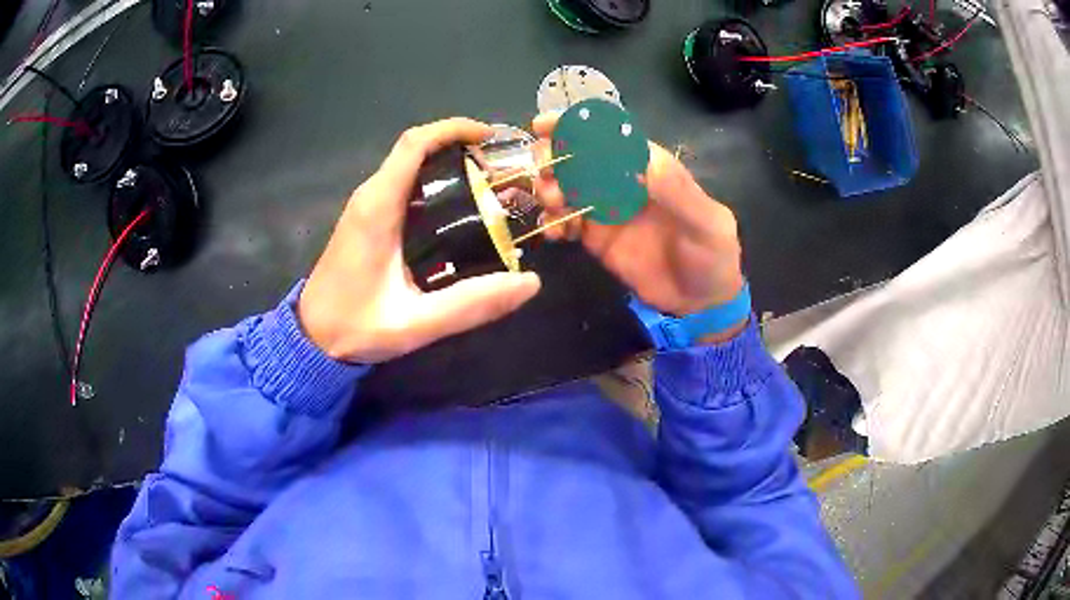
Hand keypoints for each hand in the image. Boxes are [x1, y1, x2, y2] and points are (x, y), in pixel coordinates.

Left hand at [298, 118, 541, 363]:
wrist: (311, 338)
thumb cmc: (355, 327)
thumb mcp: (416, 323)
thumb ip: (470, 305)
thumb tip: (529, 283)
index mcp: (378, 208)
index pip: (414, 144)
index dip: (454, 129)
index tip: (491, 138)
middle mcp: (370, 197)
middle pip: (417, 151)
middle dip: (461, 150)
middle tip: (502, 176)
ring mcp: (366, 208)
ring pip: (410, 168)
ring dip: (449, 168)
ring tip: (490, 192)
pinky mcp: (367, 221)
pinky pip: (404, 188)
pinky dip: (435, 187)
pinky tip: (459, 215)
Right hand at [530, 114, 744, 330]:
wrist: (700, 303)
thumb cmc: (712, 257)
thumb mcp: (706, 224)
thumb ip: (678, 192)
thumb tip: (641, 160)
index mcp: (651, 167)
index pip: (610, 135)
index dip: (577, 125)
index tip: (545, 124)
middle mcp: (623, 181)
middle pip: (579, 157)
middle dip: (554, 157)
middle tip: (545, 172)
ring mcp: (606, 209)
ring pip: (566, 186)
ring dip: (550, 189)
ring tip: (554, 205)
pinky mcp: (595, 237)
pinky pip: (565, 221)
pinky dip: (553, 222)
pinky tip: (555, 233)